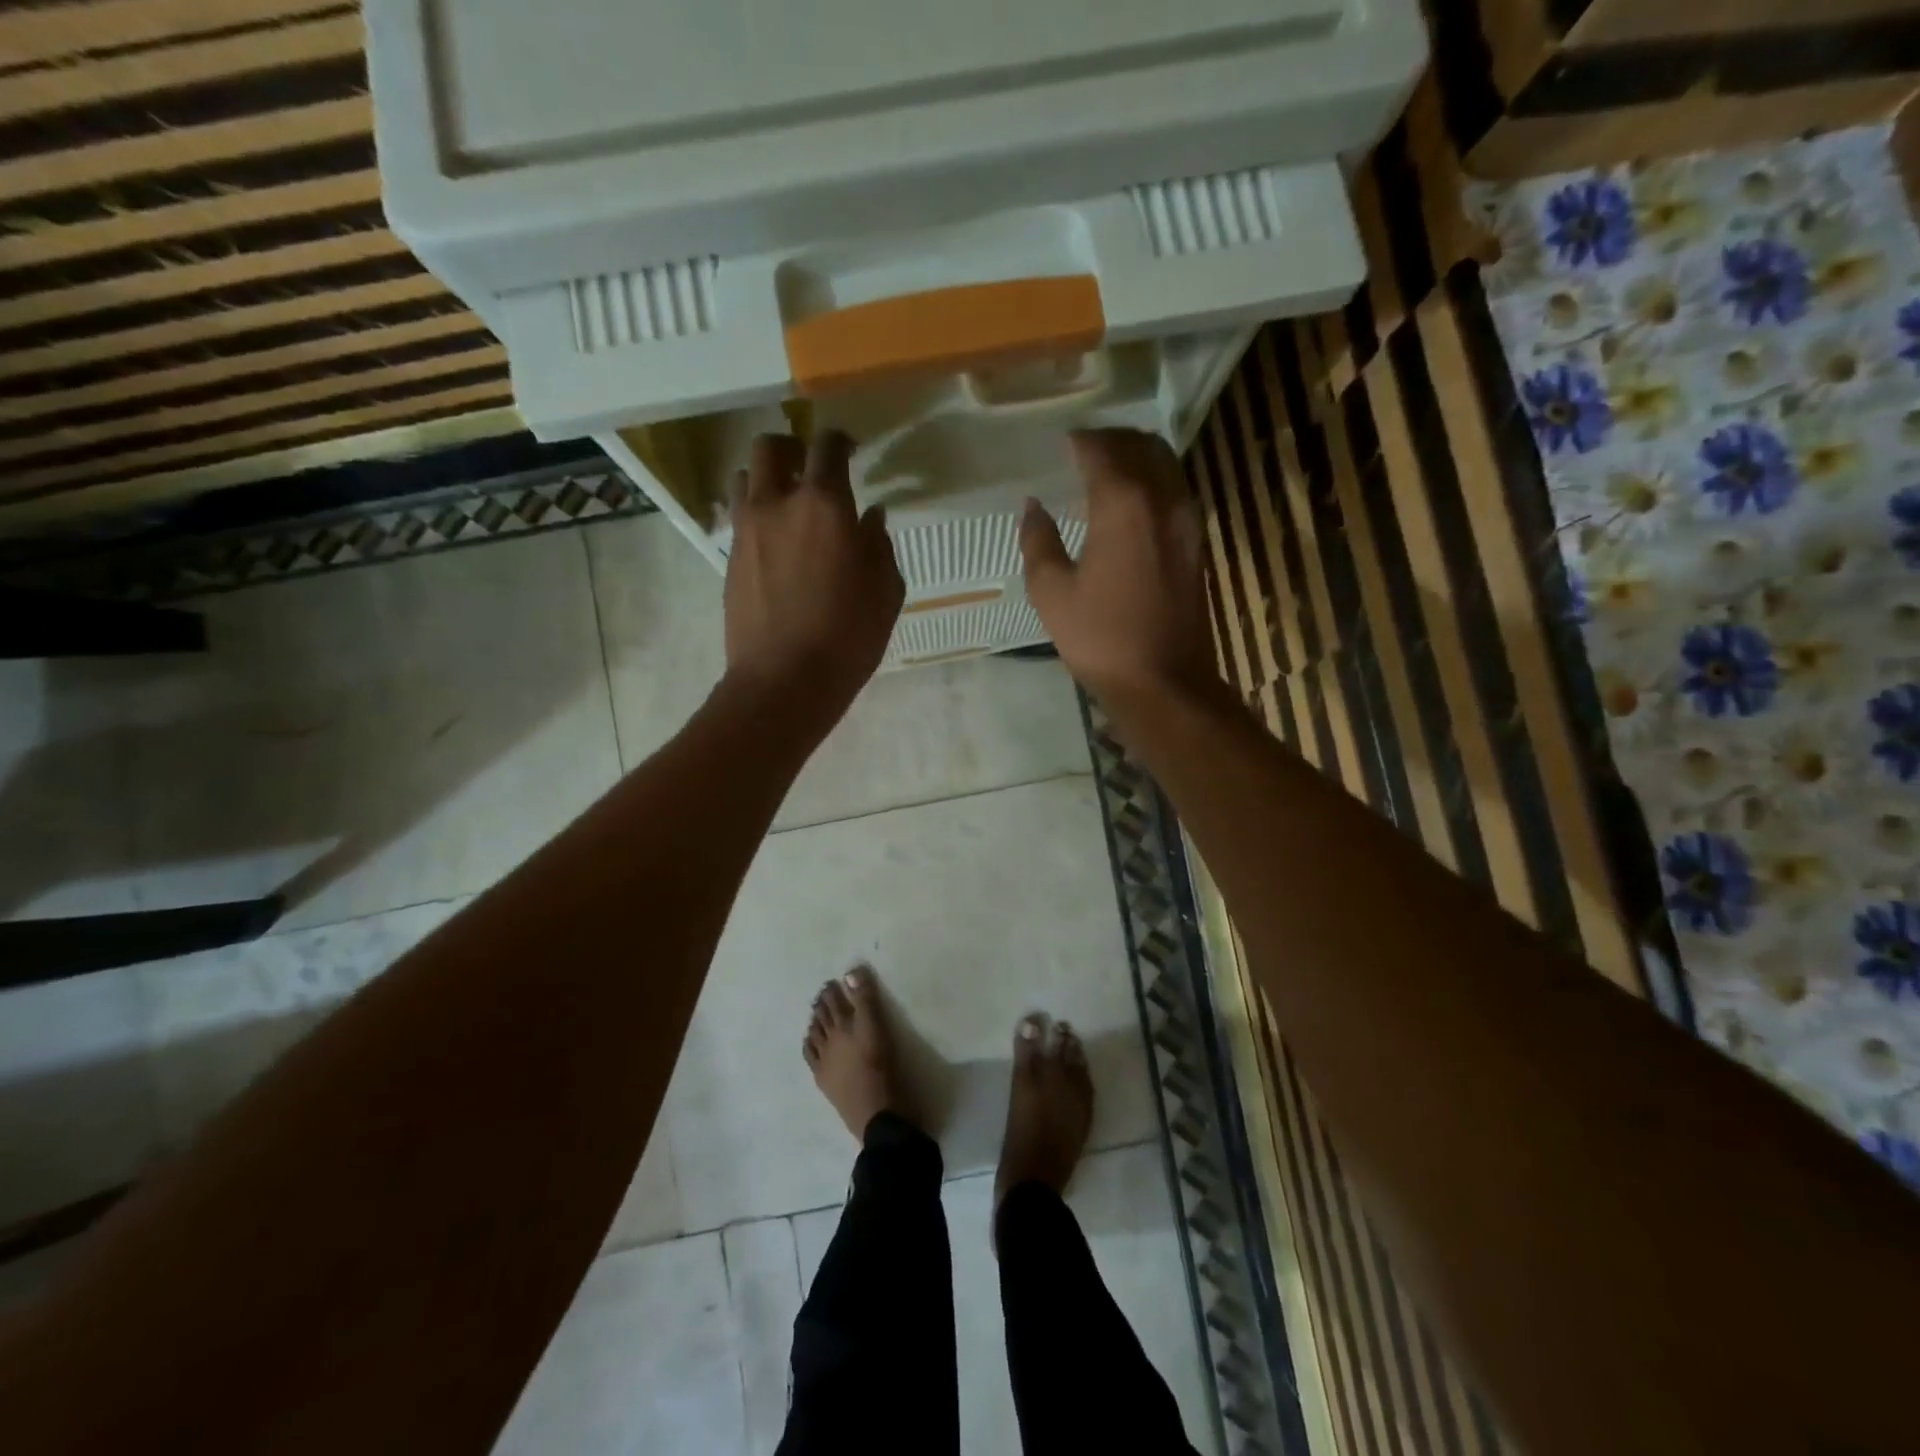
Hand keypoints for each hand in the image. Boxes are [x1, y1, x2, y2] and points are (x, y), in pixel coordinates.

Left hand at [724, 430, 903, 726]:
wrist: (784, 680)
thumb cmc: (847, 637)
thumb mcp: (885, 592)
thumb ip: (879, 545)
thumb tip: (870, 517)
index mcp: (824, 505)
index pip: (827, 447)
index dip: (840, 440)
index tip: (851, 449)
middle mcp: (778, 504)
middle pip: (770, 448)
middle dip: (792, 448)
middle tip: (810, 467)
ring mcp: (747, 530)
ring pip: (746, 477)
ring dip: (767, 478)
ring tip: (787, 501)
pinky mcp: (730, 558)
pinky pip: (740, 517)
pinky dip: (757, 514)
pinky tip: (775, 541)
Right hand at [1020, 428, 1216, 701]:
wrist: (1164, 682)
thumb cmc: (1101, 638)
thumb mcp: (1051, 593)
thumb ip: (1038, 541)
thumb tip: (1033, 507)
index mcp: (1123, 504)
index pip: (1101, 449)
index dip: (1078, 441)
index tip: (1059, 444)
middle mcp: (1163, 498)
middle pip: (1141, 445)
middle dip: (1110, 441)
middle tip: (1081, 451)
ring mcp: (1188, 519)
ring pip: (1165, 464)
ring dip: (1136, 457)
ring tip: (1105, 471)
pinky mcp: (1197, 542)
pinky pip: (1175, 490)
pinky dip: (1153, 481)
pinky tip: (1130, 504)